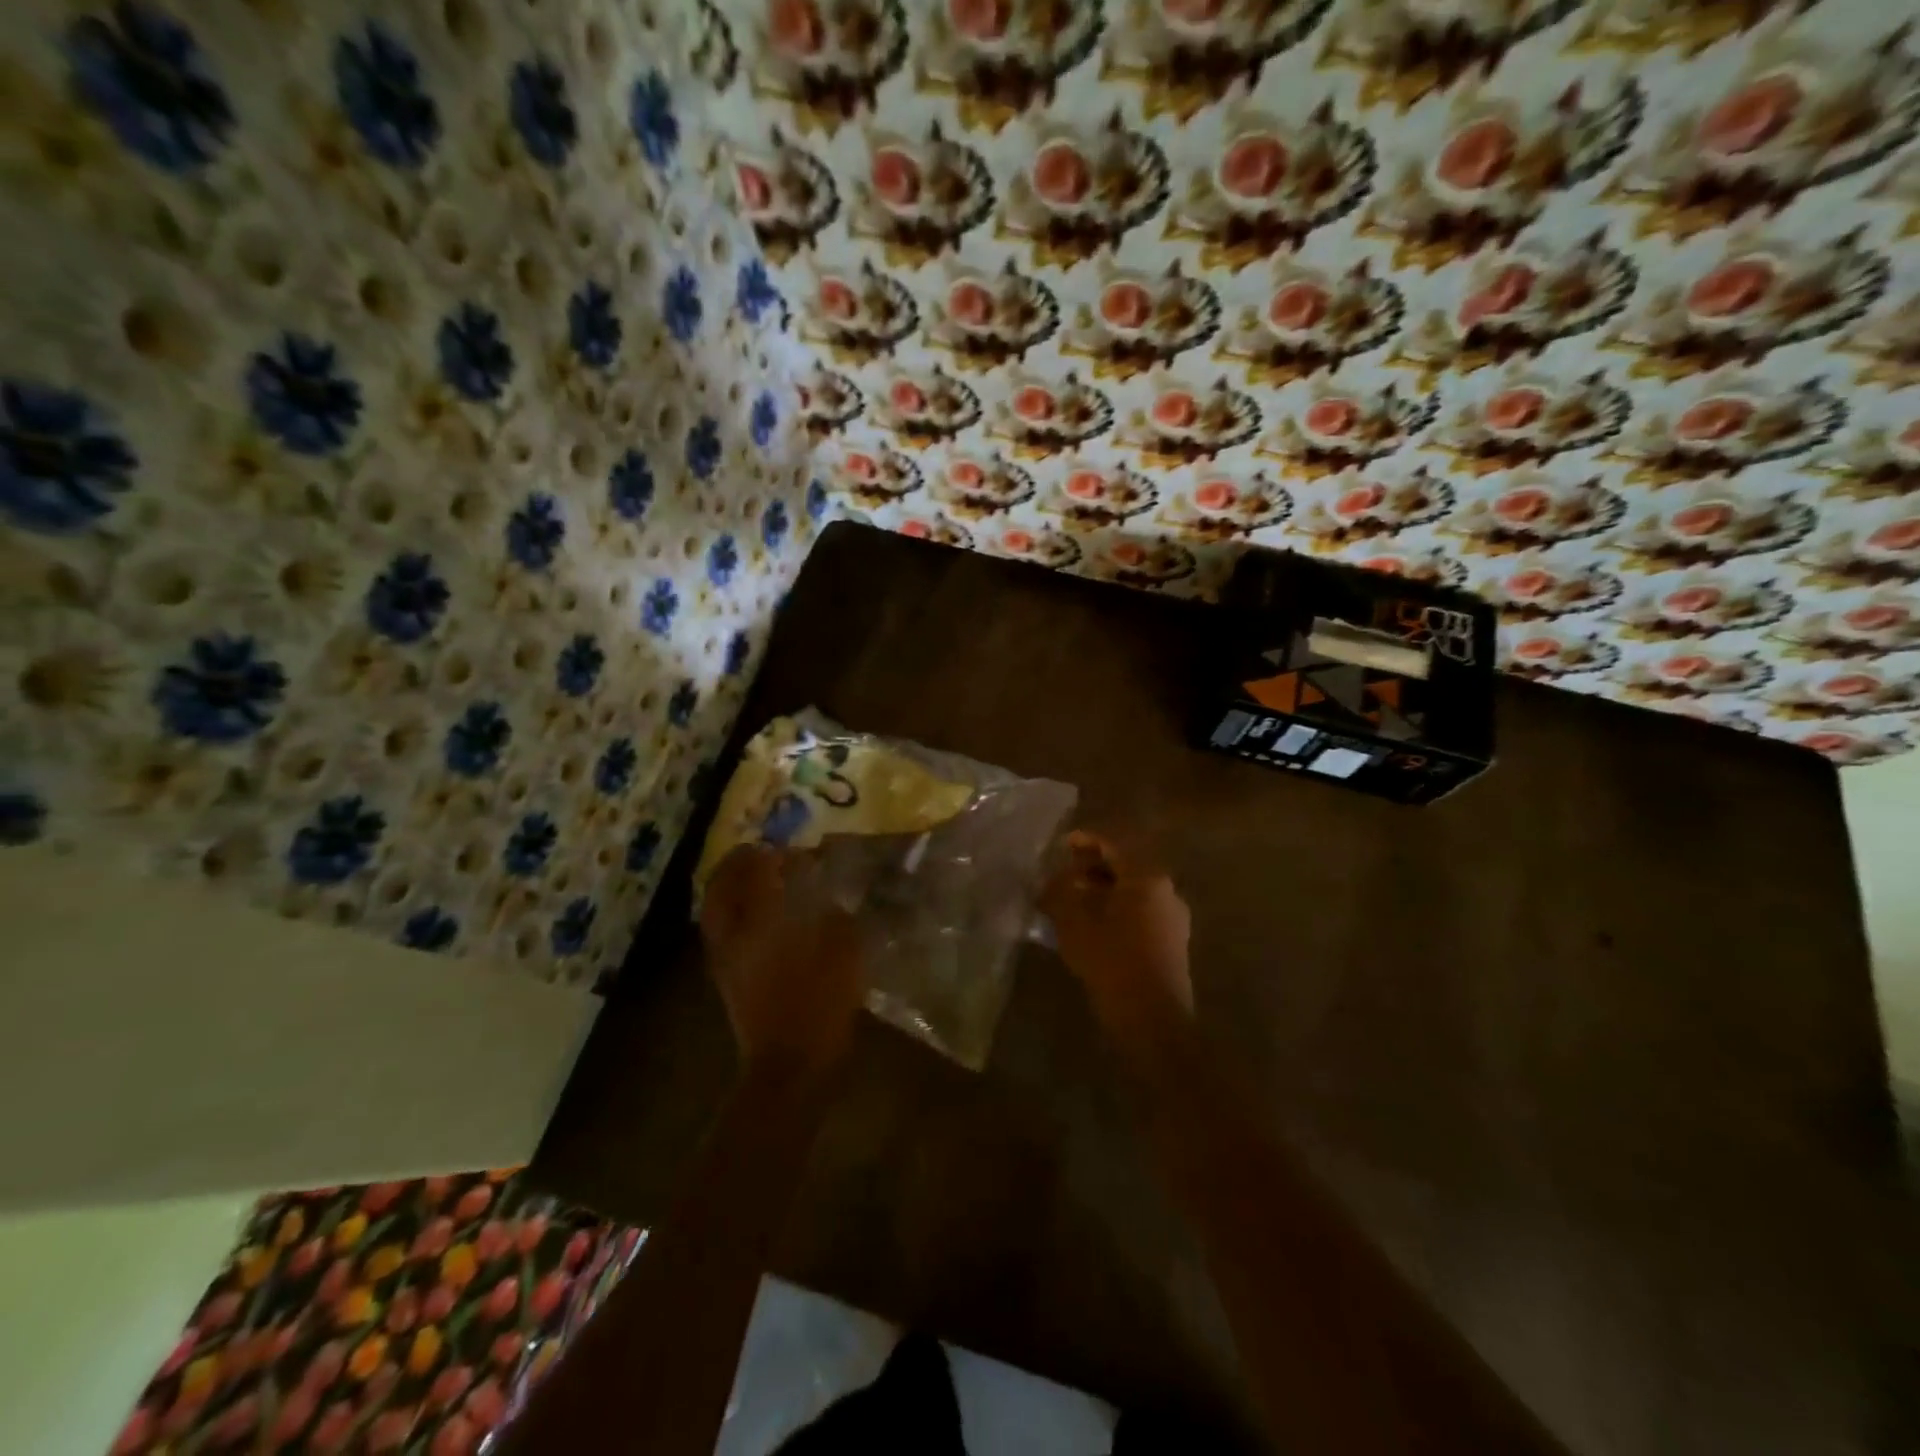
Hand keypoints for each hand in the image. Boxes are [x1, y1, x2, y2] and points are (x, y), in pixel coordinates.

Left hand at [700, 844, 864, 1081]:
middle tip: (758, 854)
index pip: (757, 871)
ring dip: (730, 888)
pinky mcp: (726, 980)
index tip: (790, 848)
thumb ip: (838, 917)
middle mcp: (734, 933)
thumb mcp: (844, 953)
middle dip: (737, 864)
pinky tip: (758, 919)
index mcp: (762, 920)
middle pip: (721, 886)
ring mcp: (724, 958)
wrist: (790, 1065)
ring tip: (755, 881)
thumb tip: (832, 898)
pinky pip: (721, 933)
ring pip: (716, 910)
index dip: (772, 854)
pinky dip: (733, 914)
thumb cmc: (820, 1004)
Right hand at [1040, 831, 1192, 1055]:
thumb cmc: (1111, 961)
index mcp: (1146, 877)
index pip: (1115, 844)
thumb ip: (1060, 891)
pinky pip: (1141, 910)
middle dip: (1094, 865)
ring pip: (1134, 889)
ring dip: (1104, 888)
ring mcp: (1173, 917)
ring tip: (1074, 898)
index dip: (1086, 840)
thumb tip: (1054, 878)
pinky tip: (1093, 923)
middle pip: (1127, 865)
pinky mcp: (1172, 941)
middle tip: (1065, 872)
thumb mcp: (1074, 922)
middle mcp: (1166, 890)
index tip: (1062, 843)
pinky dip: (1116, 907)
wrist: (1152, 1019)